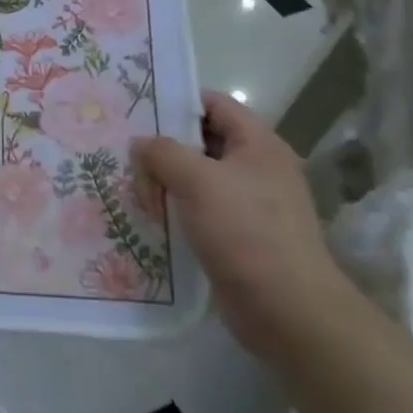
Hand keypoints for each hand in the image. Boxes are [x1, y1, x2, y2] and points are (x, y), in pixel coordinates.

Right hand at [135, 91, 354, 360]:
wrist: (287, 310)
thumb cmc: (245, 231)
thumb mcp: (197, 180)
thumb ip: (163, 153)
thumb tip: (141, 144)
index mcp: (258, 144)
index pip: (214, 104)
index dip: (177, 102)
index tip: (137, 109)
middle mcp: (258, 168)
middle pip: (203, 141)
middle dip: (165, 145)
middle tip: (124, 149)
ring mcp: (251, 205)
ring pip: (199, 178)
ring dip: (167, 181)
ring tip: (129, 183)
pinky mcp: (241, 237)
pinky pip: (202, 211)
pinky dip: (177, 210)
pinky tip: (149, 216)